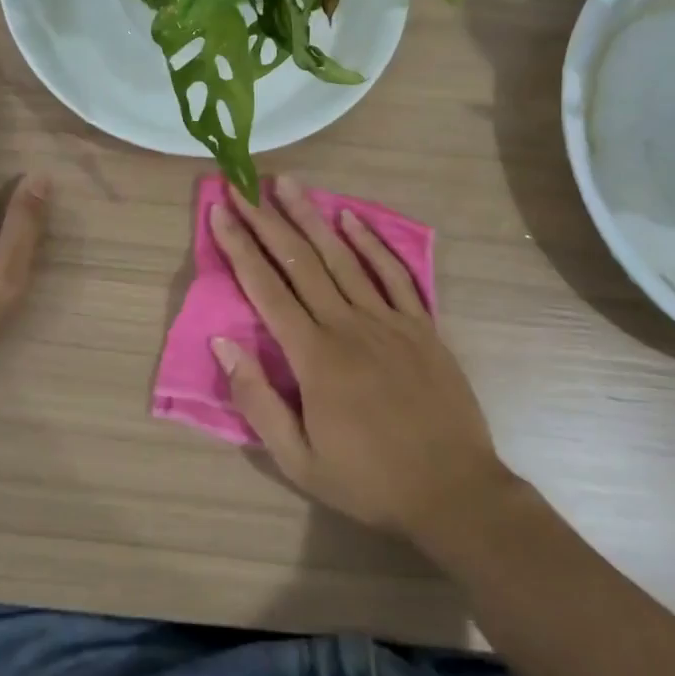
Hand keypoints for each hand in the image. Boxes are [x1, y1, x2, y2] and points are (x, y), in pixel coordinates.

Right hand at [208, 176, 517, 544]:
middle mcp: (348, 325)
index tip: (221, 211)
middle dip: (267, 220)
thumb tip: (222, 341)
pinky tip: (351, 218)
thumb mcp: (298, 460)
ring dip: (312, 217)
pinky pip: (394, 273)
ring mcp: (388, 320)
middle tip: (244, 185)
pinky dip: (371, 242)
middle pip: (300, 261)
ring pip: (343, 257)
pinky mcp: (421, 324)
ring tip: (288, 184)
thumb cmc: (369, 481)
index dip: (240, 247)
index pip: (266, 289)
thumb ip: (257, 400)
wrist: (453, 491)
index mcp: (314, 357)